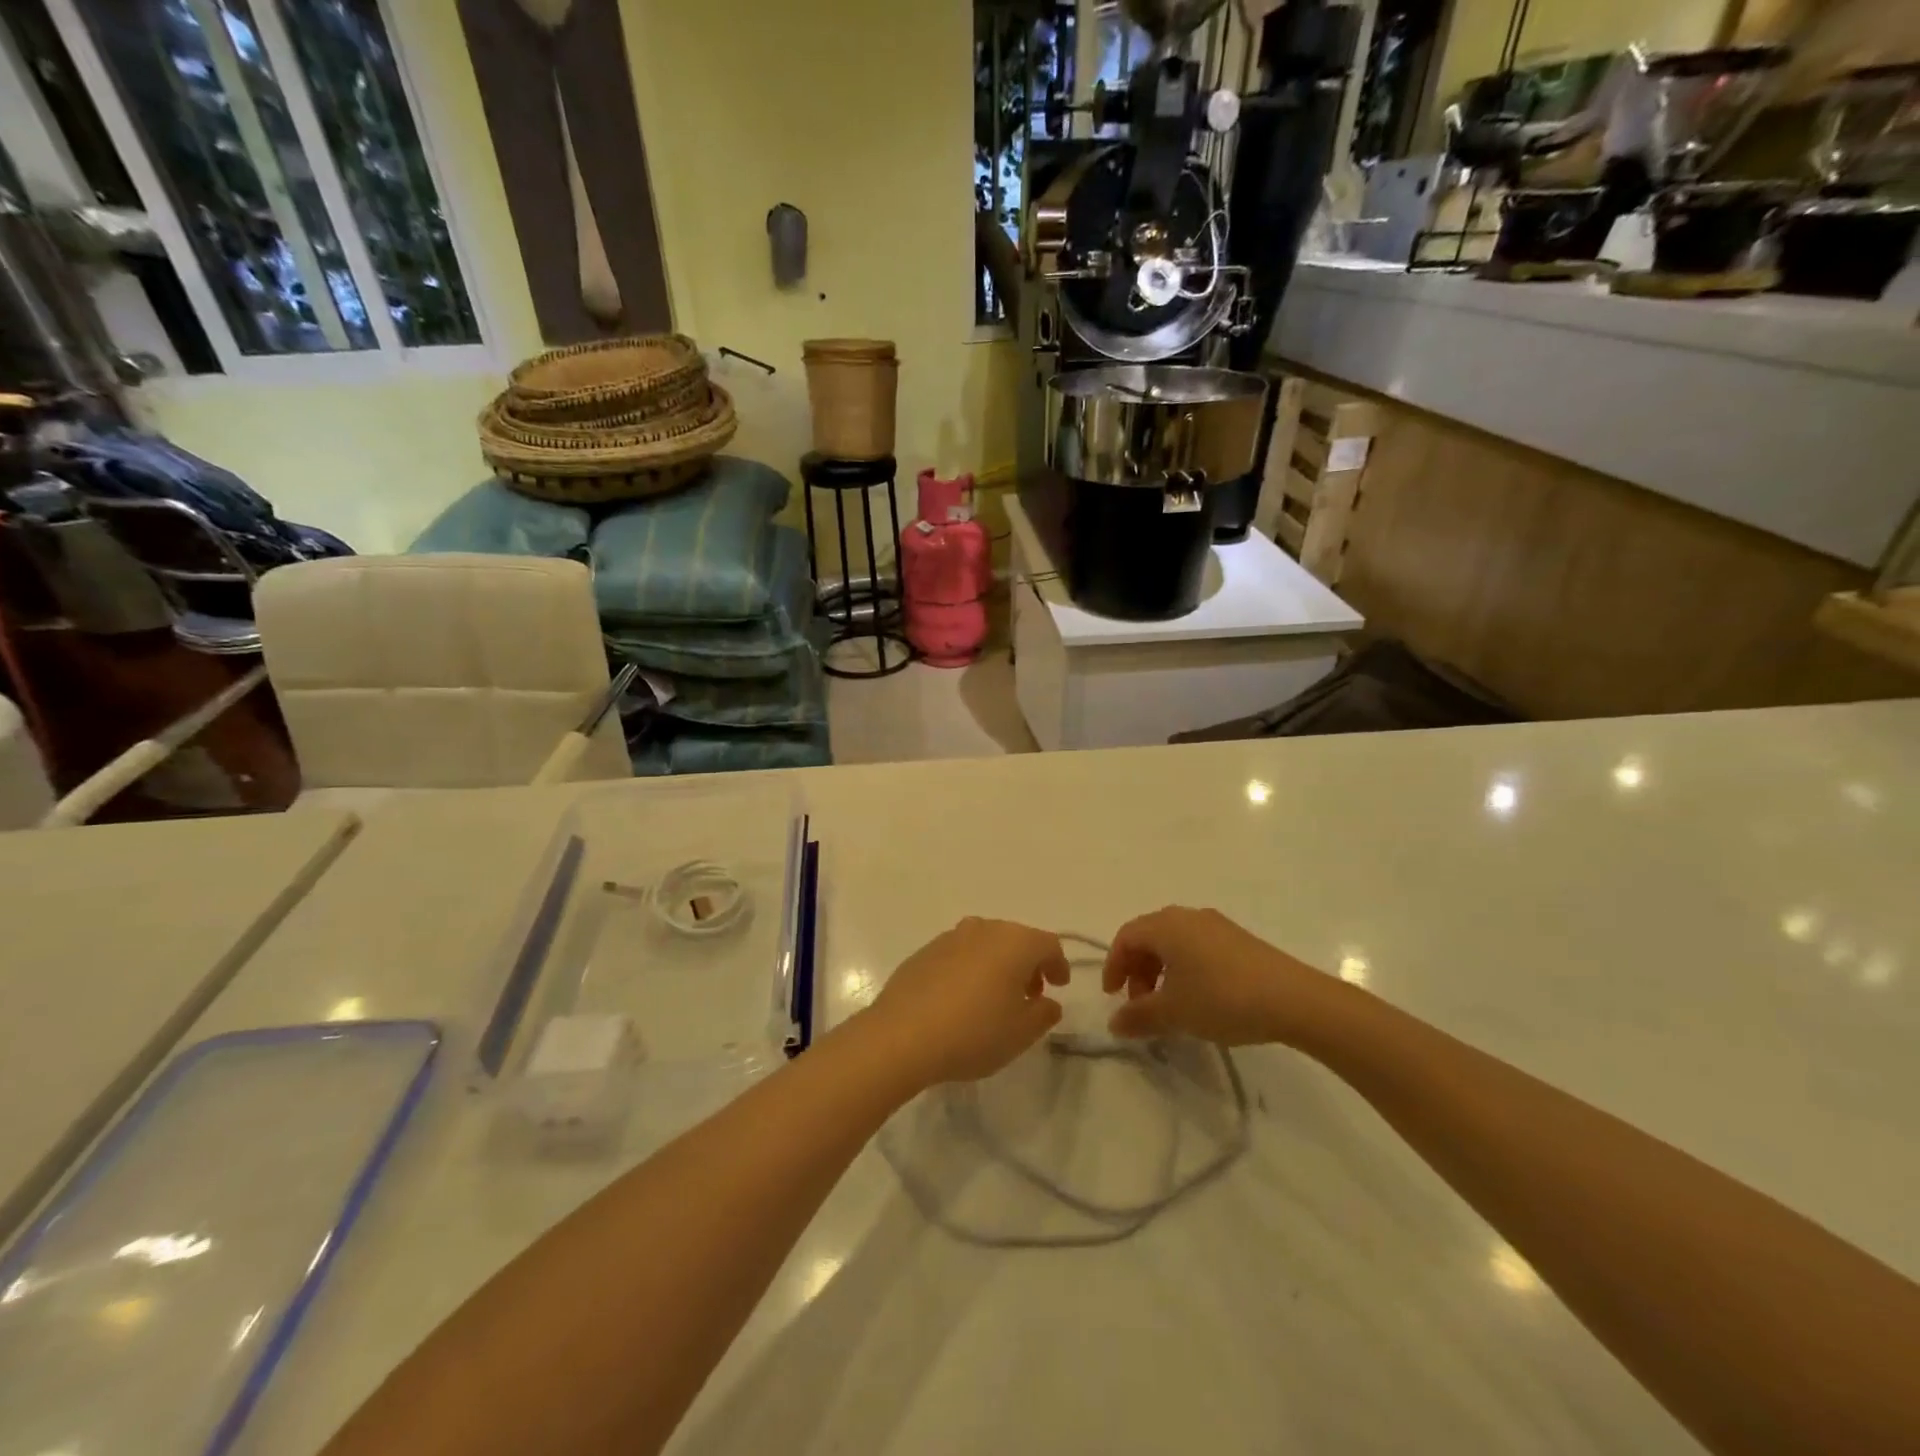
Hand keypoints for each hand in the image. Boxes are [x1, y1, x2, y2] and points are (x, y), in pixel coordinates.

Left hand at [865, 918, 1068, 1085]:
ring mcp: (950, 937)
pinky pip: (959, 954)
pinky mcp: (924, 951)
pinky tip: (962, 999)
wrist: (903, 1035)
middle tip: (1030, 995)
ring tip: (996, 998)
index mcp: (1015, 942)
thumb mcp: (1022, 1033)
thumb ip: (1043, 1014)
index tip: (1060, 986)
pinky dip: (970, 969)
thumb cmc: (974, 1032)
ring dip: (998, 965)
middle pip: (1016, 939)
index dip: (1058, 964)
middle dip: (1028, 964)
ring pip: (986, 944)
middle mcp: (984, 929)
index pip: (1048, 944)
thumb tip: (1048, 1002)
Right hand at [1103, 906, 1336, 1046]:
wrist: (1294, 1000)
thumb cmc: (1222, 998)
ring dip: (1161, 970)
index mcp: (1166, 926)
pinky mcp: (1239, 940)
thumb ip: (1138, 1017)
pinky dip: (1185, 968)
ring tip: (1169, 1005)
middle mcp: (1188, 917)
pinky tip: (1199, 998)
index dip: (1114, 965)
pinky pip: (1198, 947)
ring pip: (1174, 942)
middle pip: (1149, 937)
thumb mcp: (1174, 1013)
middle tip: (1140, 1003)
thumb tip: (1114, 1024)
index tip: (1113, 996)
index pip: (1126, 937)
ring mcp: (1217, 926)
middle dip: (1137, 969)